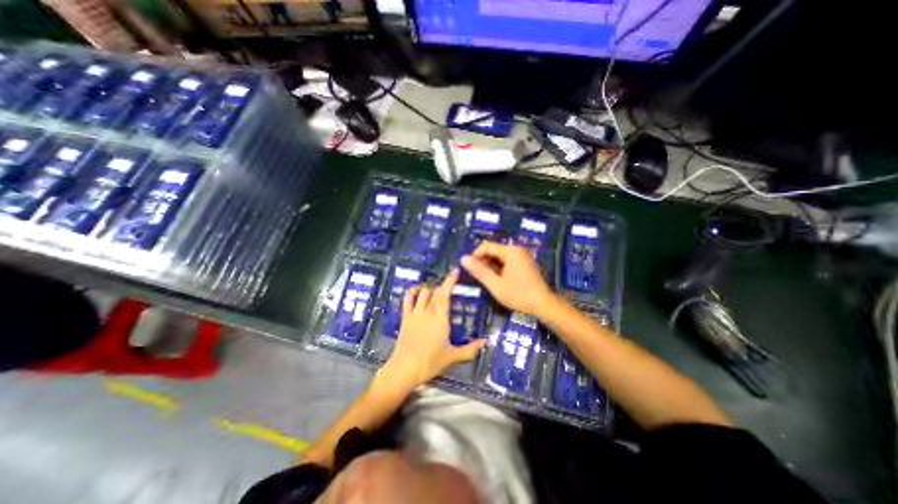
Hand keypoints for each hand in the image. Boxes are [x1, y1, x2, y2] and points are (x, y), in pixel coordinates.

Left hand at [380, 270, 487, 390]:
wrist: (405, 369)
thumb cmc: (430, 362)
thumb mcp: (453, 357)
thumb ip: (470, 349)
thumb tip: (485, 341)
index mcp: (440, 318)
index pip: (445, 294)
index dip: (450, 281)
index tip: (455, 271)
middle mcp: (427, 311)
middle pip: (435, 291)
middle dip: (443, 285)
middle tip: (450, 285)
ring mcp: (415, 312)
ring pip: (423, 291)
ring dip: (430, 288)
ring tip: (436, 289)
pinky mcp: (405, 316)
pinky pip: (407, 298)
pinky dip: (413, 290)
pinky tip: (418, 290)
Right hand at [462, 241, 555, 314]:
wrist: (543, 305)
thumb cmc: (519, 295)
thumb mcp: (495, 285)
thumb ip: (479, 271)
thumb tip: (463, 258)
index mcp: (511, 251)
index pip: (486, 246)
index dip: (475, 256)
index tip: (469, 269)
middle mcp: (517, 249)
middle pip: (493, 250)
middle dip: (483, 261)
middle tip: (477, 277)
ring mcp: (522, 256)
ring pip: (499, 256)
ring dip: (490, 265)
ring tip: (486, 279)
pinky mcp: (524, 263)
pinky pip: (507, 261)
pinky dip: (499, 268)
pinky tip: (497, 279)